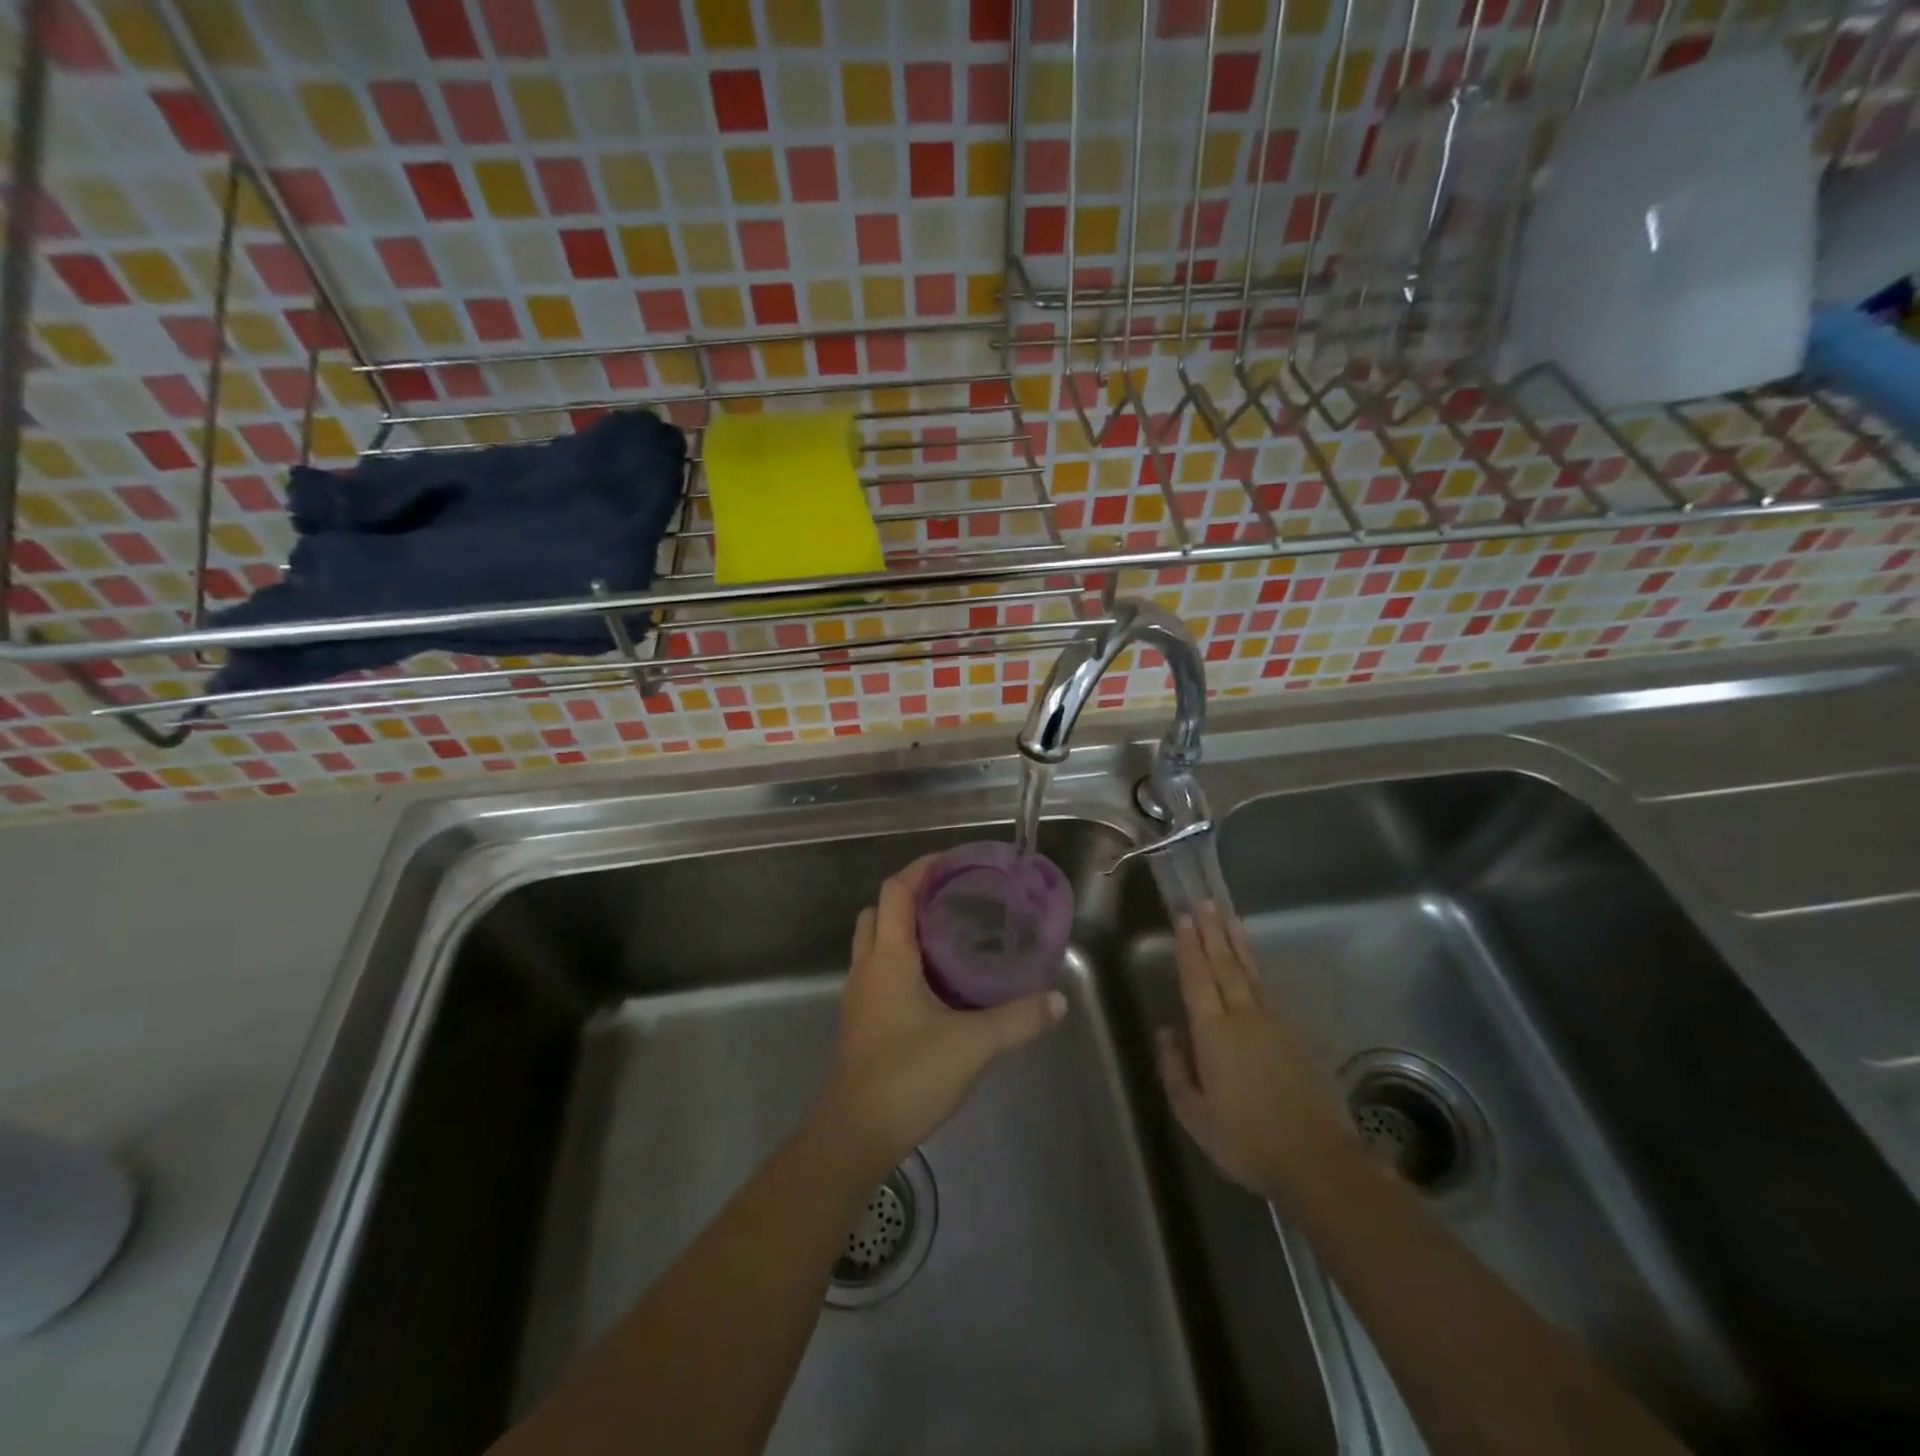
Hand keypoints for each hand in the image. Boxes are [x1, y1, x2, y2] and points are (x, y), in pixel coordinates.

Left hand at [815, 854, 1067, 1173]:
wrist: (854, 1134)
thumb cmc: (908, 1075)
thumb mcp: (973, 1044)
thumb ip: (1019, 1019)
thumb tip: (1057, 1000)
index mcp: (889, 957)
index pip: (895, 891)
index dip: (920, 869)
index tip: (951, 862)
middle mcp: (867, 967)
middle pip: (878, 912)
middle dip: (908, 896)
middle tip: (950, 899)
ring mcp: (859, 996)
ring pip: (874, 943)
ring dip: (902, 930)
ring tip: (947, 936)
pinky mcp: (861, 1022)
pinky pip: (877, 973)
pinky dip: (900, 961)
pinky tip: (934, 985)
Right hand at [1156, 902, 1356, 1198]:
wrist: (1317, 1159)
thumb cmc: (1246, 1139)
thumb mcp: (1194, 1114)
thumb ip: (1175, 1070)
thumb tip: (1167, 1032)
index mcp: (1213, 1032)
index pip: (1197, 978)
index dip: (1189, 947)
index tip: (1184, 918)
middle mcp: (1243, 1016)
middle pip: (1224, 965)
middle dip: (1212, 932)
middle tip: (1205, 902)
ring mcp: (1274, 1023)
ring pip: (1250, 973)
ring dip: (1237, 943)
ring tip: (1230, 918)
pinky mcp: (1297, 1036)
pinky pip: (1268, 990)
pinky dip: (1257, 970)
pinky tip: (1254, 965)